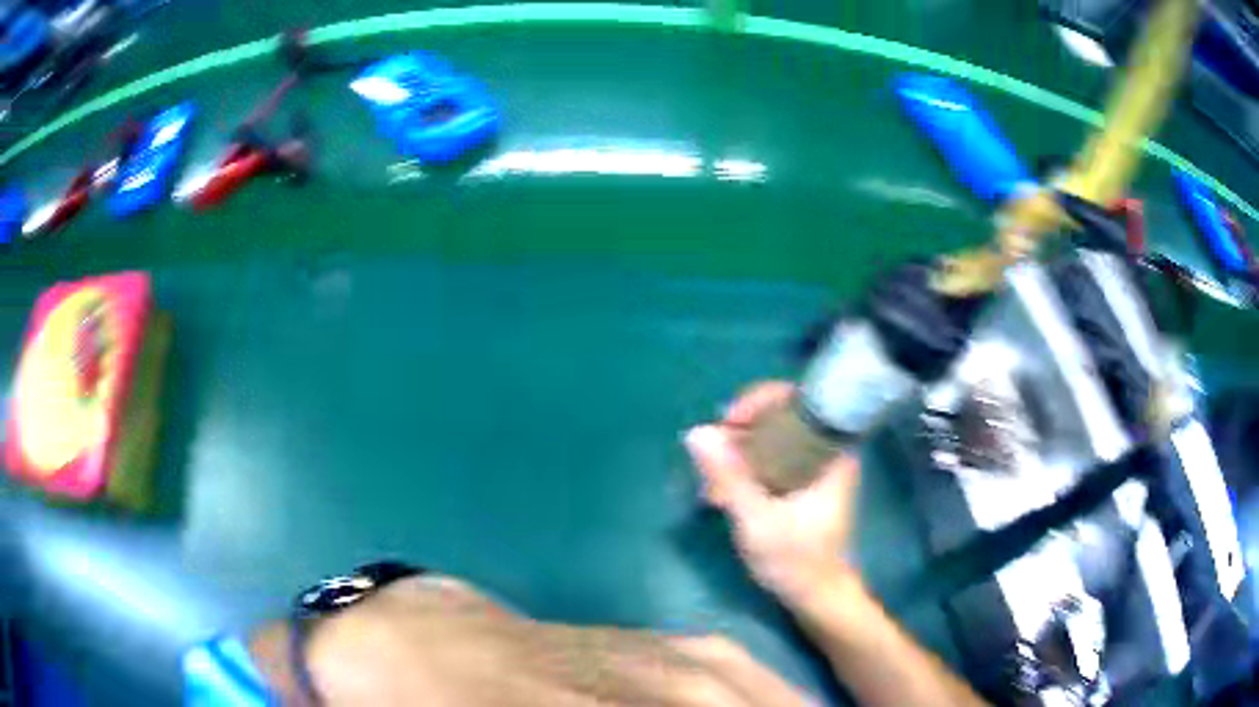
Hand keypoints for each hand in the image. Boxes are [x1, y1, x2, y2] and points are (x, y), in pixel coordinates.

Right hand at [684, 381, 861, 608]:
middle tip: (711, 455)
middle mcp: (825, 451)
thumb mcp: (758, 520)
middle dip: (740, 432)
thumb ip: (729, 476)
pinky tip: (721, 494)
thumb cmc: (796, 560)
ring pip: (771, 438)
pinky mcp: (800, 483)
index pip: (799, 398)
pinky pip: (769, 459)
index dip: (761, 399)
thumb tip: (697, 432)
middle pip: (781, 415)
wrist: (817, 597)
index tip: (729, 421)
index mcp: (831, 451)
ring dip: (737, 453)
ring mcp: (813, 467)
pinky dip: (744, 469)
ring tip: (710, 484)